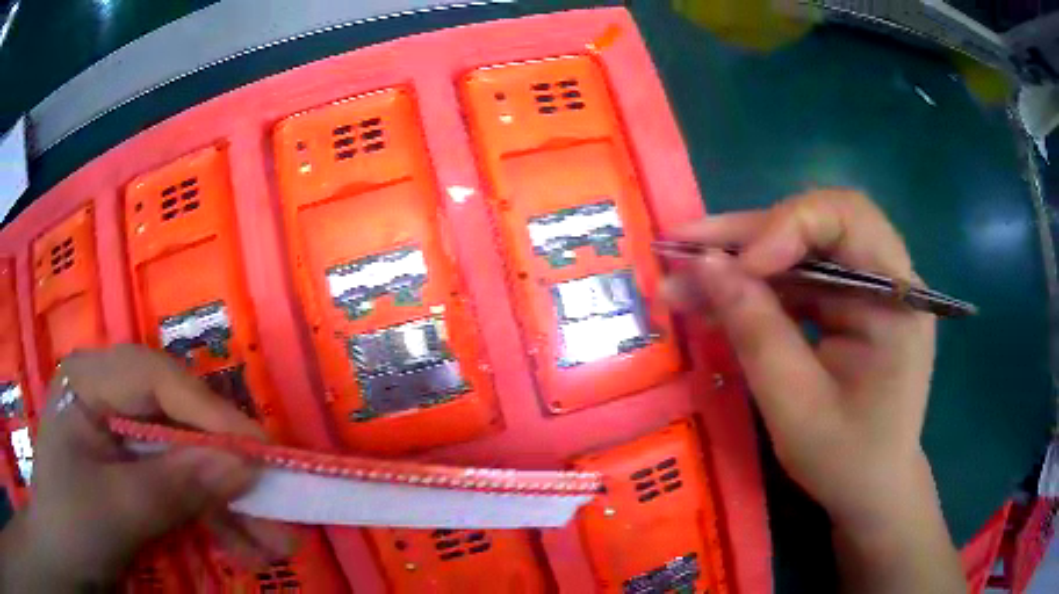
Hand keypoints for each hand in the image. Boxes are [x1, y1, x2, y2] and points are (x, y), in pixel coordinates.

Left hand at [1, 345, 292, 590]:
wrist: (67, 564)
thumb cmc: (71, 526)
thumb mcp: (117, 510)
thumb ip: (175, 486)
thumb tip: (244, 468)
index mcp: (89, 382)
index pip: (156, 379)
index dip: (209, 414)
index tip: (261, 454)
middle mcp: (109, 400)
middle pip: (178, 421)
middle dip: (226, 468)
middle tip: (278, 501)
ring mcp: (123, 441)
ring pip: (186, 461)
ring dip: (230, 505)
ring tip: (275, 543)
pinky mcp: (136, 479)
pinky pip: (181, 491)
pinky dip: (213, 521)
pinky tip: (244, 549)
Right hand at [663, 189, 962, 592]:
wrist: (871, 490)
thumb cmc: (845, 460)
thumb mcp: (795, 406)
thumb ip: (756, 331)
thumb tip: (705, 264)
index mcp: (897, 299)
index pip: (848, 218)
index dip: (788, 226)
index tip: (738, 267)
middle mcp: (888, 278)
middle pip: (819, 222)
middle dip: (751, 233)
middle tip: (685, 246)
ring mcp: (867, 289)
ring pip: (800, 247)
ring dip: (742, 260)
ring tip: (683, 276)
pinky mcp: (848, 305)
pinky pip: (798, 278)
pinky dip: (755, 287)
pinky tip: (713, 301)